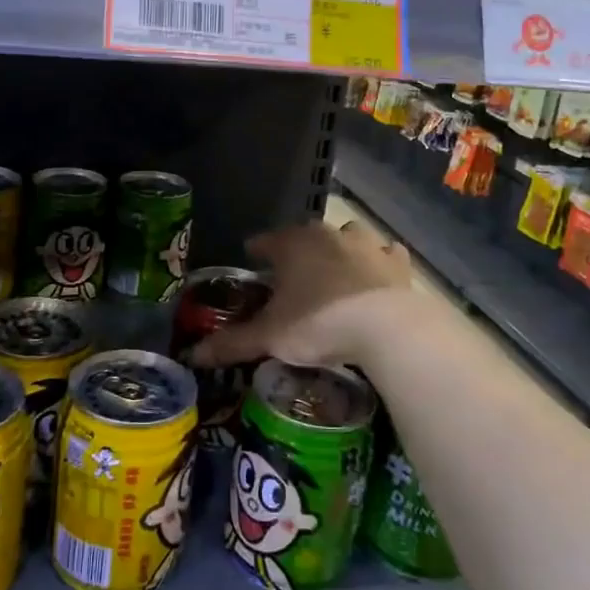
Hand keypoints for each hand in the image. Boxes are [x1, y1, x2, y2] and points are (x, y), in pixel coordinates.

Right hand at [192, 219, 415, 369]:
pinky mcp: (397, 263)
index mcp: (293, 244)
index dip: (257, 251)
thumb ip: (231, 343)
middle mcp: (328, 234)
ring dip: (340, 250)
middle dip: (298, 252)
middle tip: (292, 278)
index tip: (252, 260)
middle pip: (306, 237)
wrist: (386, 329)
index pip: (266, 241)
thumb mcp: (269, 337)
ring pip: (347, 237)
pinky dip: (378, 263)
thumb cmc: (318, 323)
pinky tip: (375, 278)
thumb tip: (192, 355)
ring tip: (334, 275)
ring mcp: (366, 244)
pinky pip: (385, 254)